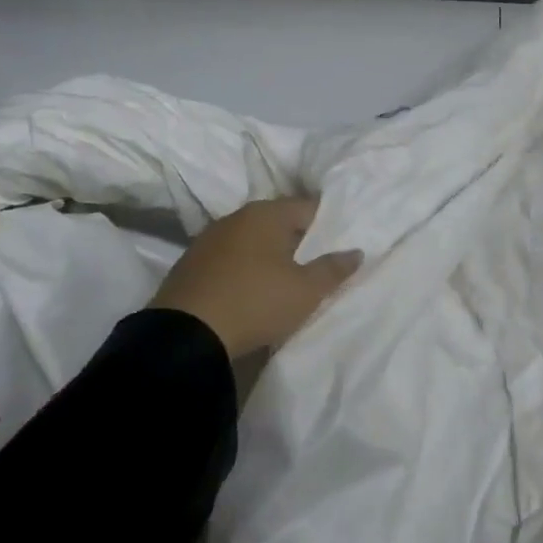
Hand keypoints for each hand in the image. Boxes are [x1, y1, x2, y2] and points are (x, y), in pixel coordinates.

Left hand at [148, 198, 361, 358]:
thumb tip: (356, 251)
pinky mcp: (191, 263)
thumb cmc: (256, 302)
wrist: (186, 335)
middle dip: (298, 239)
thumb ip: (333, 269)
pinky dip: (244, 267)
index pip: (308, 207)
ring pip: (252, 239)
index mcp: (267, 214)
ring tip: (285, 279)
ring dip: (269, 254)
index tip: (339, 245)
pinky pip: (230, 257)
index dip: (328, 225)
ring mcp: (209, 238)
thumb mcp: (306, 291)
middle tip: (316, 264)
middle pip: (278, 221)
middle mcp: (237, 217)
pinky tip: (251, 289)